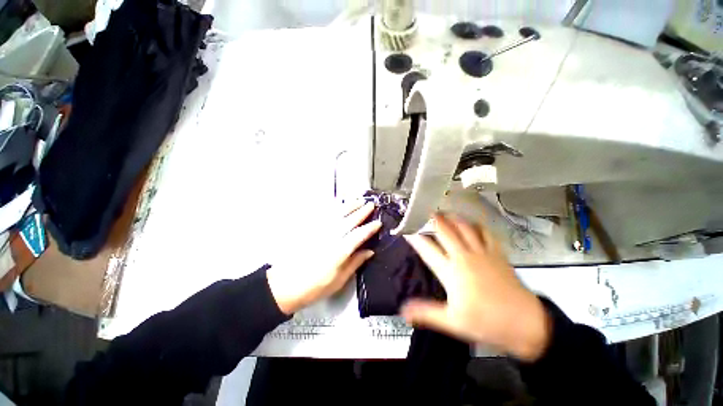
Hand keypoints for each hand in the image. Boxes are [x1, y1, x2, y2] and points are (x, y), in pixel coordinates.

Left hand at [267, 201, 381, 314]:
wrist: (285, 286)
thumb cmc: (315, 287)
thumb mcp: (339, 280)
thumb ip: (355, 263)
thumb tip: (369, 251)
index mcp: (339, 251)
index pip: (358, 235)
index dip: (370, 228)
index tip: (378, 223)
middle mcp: (330, 237)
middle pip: (349, 221)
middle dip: (361, 212)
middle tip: (371, 205)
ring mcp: (319, 232)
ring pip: (337, 214)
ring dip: (349, 206)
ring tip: (358, 200)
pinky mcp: (310, 230)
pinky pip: (323, 215)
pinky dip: (333, 208)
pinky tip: (338, 204)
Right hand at [402, 214, 551, 360]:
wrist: (525, 323)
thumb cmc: (486, 323)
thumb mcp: (452, 322)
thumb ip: (426, 313)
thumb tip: (403, 310)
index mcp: (451, 272)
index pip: (427, 248)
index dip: (415, 237)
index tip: (406, 228)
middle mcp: (464, 256)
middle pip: (445, 231)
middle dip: (432, 219)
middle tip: (423, 211)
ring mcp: (482, 252)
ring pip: (464, 227)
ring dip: (452, 218)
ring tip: (444, 212)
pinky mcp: (497, 253)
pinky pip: (485, 232)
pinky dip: (476, 225)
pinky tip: (471, 223)